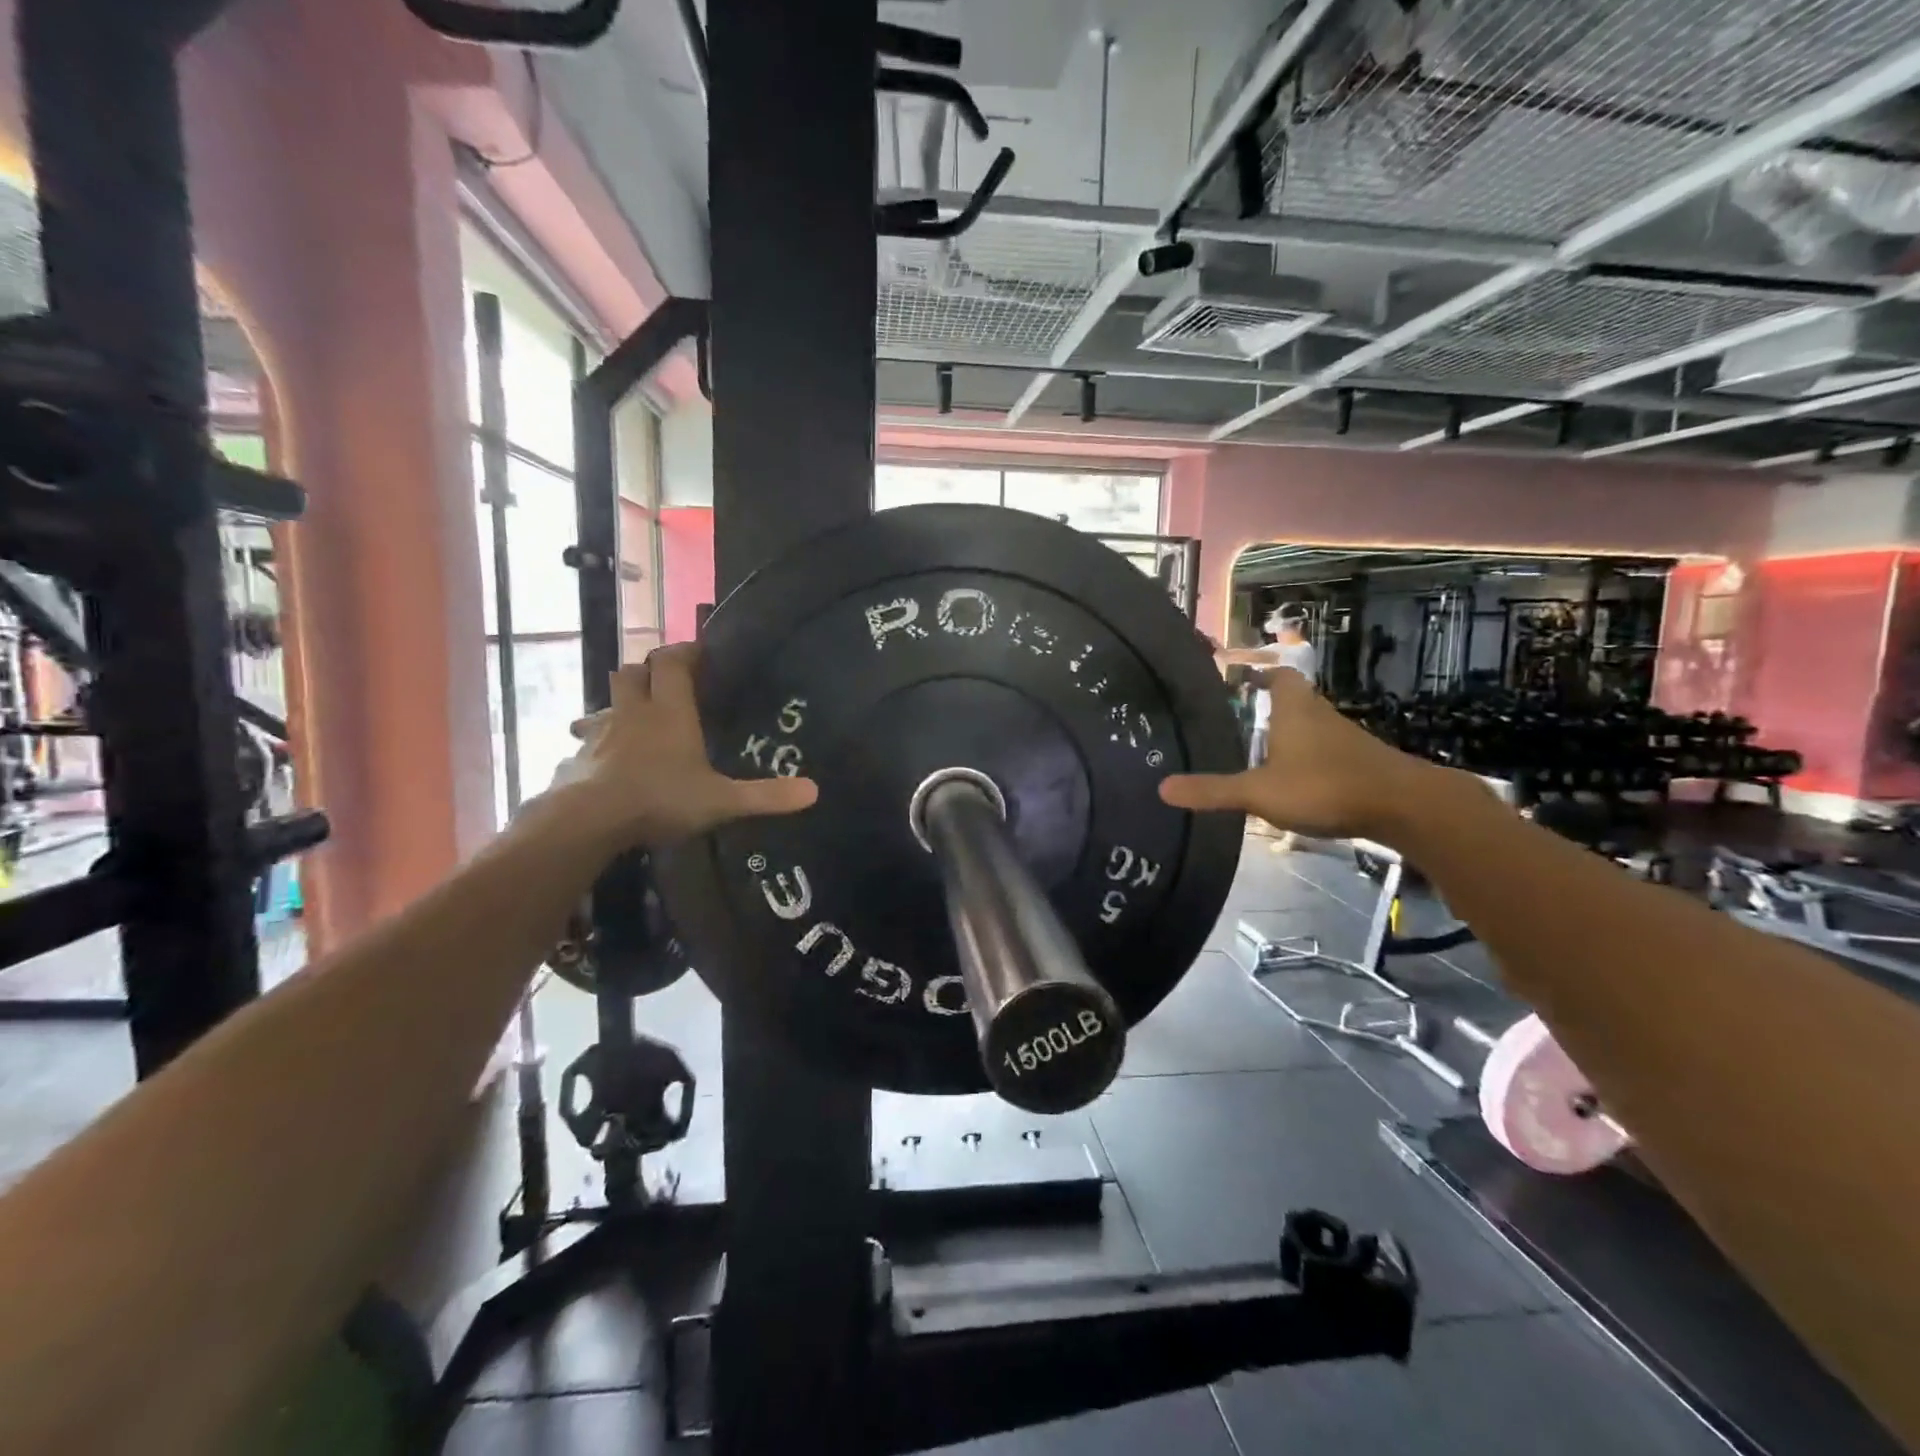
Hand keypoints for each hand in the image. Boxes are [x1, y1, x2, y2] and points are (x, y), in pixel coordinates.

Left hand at [544, 644, 816, 849]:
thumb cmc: (660, 799)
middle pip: (633, 672)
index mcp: (670, 712)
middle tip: (667, 682)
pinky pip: (586, 738)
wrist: (588, 821)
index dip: (684, 652)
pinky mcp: (578, 757)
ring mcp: (601, 733)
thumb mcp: (722, 801)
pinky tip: (603, 758)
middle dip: (649, 670)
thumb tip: (814, 791)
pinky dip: (595, 740)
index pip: (672, 663)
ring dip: (620, 702)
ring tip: (634, 716)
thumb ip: (766, 796)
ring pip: (607, 702)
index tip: (699, 651)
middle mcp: (633, 712)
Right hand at [1160, 669, 1438, 841]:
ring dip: (1290, 734)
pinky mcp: (1361, 763)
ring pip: (1311, 727)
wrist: (1404, 806)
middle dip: (1270, 707)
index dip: (1259, 675)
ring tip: (1260, 751)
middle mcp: (1320, 716)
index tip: (1239, 680)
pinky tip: (1296, 781)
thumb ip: (1213, 790)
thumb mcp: (1259, 792)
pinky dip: (1308, 758)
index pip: (1278, 677)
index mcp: (1294, 710)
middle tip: (1239, 719)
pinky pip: (1326, 751)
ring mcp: (1345, 740)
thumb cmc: (1324, 786)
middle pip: (1294, 700)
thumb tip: (1162, 789)